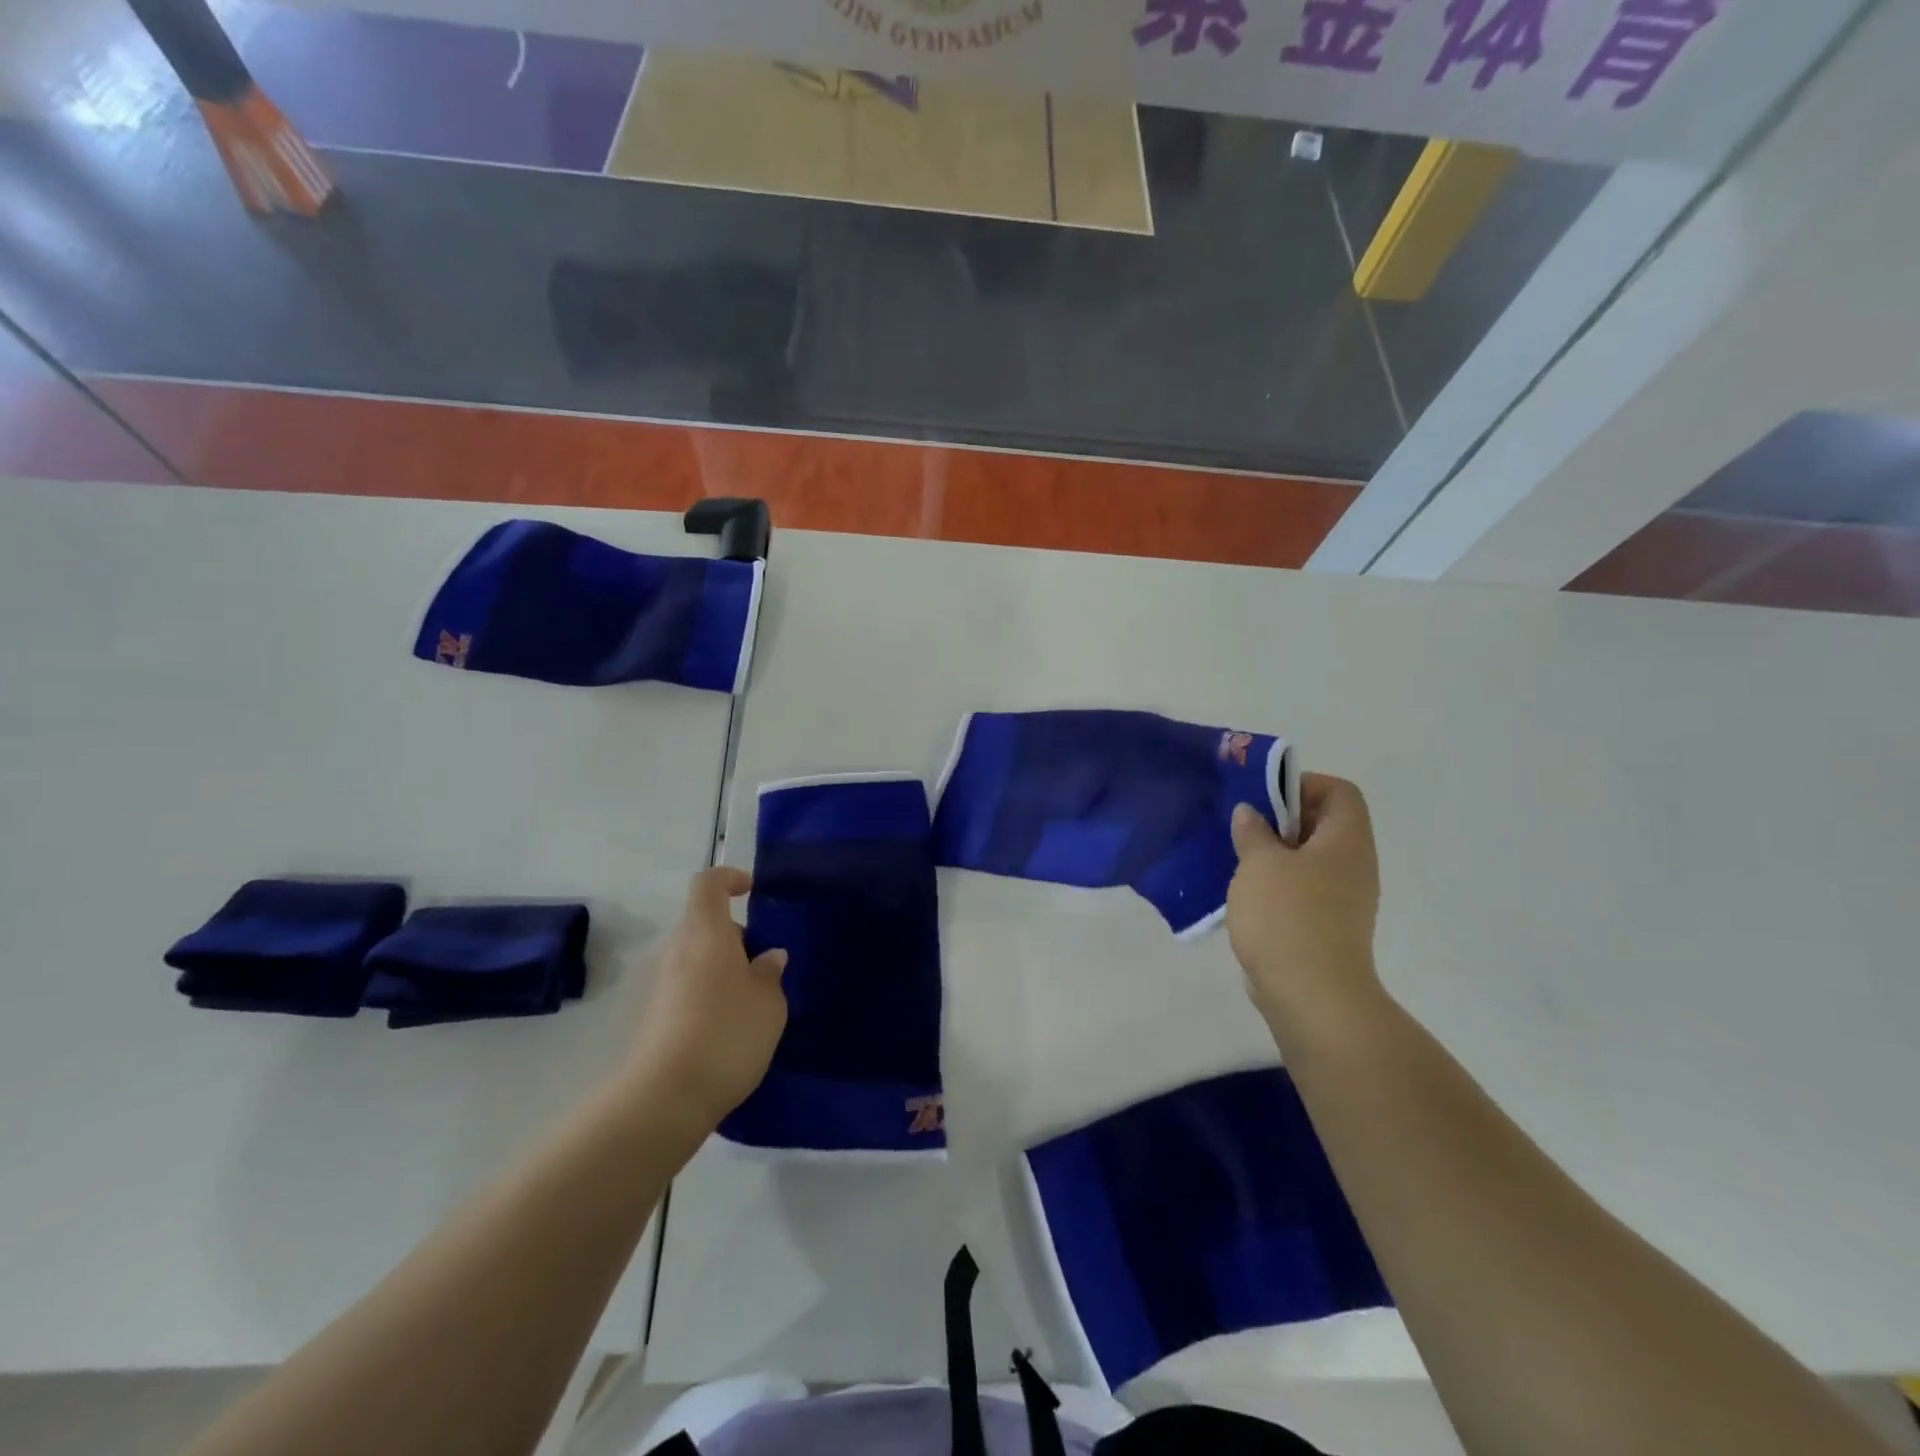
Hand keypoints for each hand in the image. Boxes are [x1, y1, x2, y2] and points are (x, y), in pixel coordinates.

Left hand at [624, 867, 787, 1129]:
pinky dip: (710, 992)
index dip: (730, 879)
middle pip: (703, 923)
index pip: (708, 884)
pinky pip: (688, 986)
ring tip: (754, 998)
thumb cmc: (727, 1035)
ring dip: (724, 966)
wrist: (665, 1098)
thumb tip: (769, 957)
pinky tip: (731, 1025)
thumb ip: (770, 973)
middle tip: (765, 962)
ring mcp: (662, 984)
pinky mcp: (655, 1015)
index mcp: (706, 933)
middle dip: (735, 935)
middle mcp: (678, 950)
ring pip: (697, 956)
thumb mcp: (768, 1003)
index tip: (753, 891)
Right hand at [1227, 774, 1385, 1046]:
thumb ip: (1253, 832)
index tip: (1264, 799)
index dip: (1304, 785)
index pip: (1340, 792)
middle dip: (1280, 820)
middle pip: (1323, 824)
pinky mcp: (1326, 928)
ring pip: (1309, 860)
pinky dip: (1276, 885)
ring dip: (1274, 855)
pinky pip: (1303, 890)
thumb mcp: (1260, 863)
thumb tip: (1250, 813)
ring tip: (1237, 860)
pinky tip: (1245, 896)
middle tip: (1243, 827)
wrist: (1311, 995)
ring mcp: (1343, 900)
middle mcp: (1353, 866)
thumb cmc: (1288, 916)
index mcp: (1346, 841)